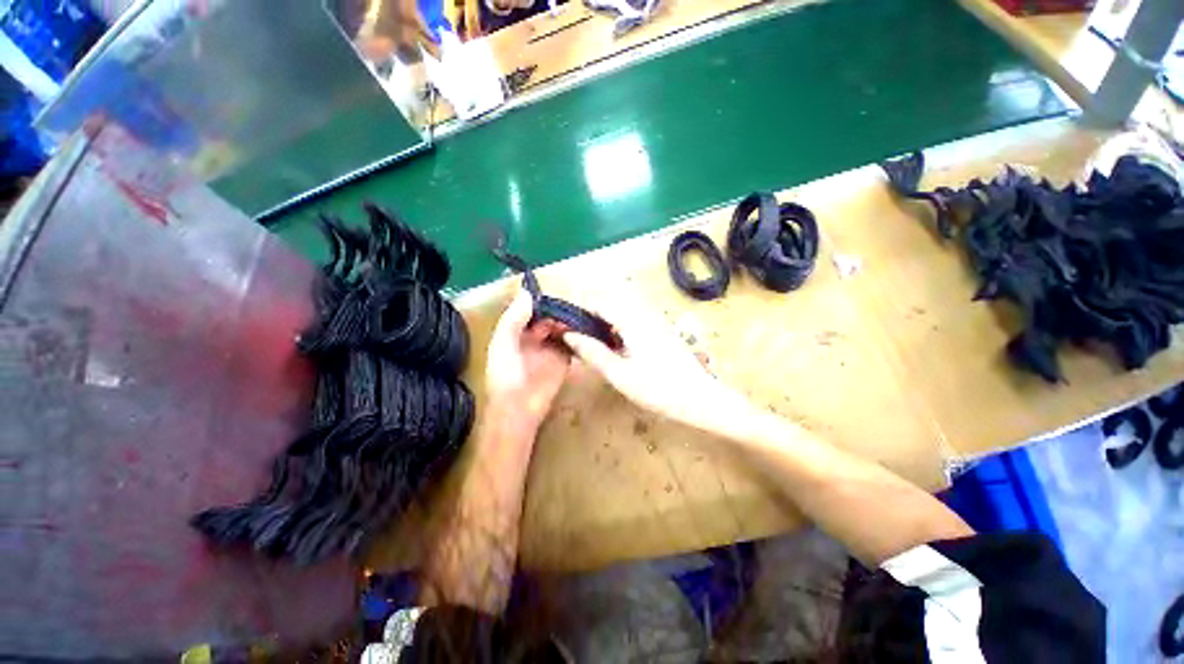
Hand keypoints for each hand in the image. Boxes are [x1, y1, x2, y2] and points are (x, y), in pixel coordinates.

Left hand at [485, 290, 571, 428]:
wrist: (519, 409)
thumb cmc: (506, 376)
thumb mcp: (504, 344)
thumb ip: (514, 319)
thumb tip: (527, 293)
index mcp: (516, 332)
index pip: (531, 311)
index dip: (543, 303)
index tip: (556, 296)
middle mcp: (534, 338)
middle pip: (550, 318)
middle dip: (560, 312)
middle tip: (574, 307)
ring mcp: (550, 348)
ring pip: (562, 329)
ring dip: (570, 322)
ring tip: (583, 315)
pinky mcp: (563, 359)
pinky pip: (572, 343)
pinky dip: (578, 336)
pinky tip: (587, 329)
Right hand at [562, 300, 742, 432]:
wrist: (700, 399)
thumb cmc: (658, 389)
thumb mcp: (619, 374)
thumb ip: (593, 352)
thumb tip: (569, 335)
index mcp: (632, 321)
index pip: (599, 303)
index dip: (581, 314)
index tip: (568, 331)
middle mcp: (644, 316)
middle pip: (610, 308)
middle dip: (593, 323)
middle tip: (583, 347)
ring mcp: (655, 324)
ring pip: (622, 317)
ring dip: (606, 330)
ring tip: (599, 354)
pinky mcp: (661, 333)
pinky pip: (634, 325)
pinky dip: (620, 335)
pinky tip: (620, 356)